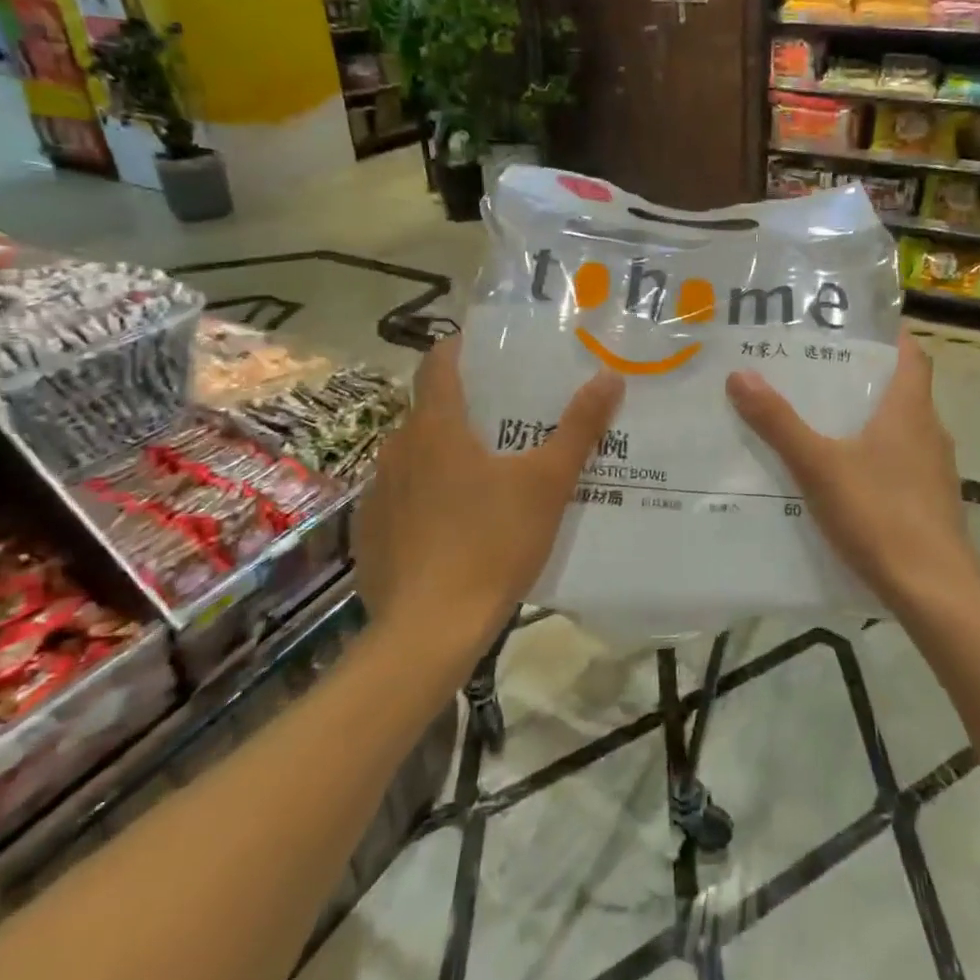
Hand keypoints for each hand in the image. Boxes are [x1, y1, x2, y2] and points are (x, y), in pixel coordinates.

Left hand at [351, 336, 621, 645]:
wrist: (428, 631)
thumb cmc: (491, 542)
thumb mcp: (548, 483)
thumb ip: (579, 428)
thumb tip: (609, 376)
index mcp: (435, 428)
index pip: (438, 363)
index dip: (461, 348)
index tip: (490, 350)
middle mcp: (397, 450)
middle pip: (429, 410)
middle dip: (466, 407)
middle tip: (509, 417)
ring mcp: (378, 494)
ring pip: (414, 456)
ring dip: (444, 453)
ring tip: (487, 471)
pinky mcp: (370, 534)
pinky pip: (401, 497)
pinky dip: (426, 495)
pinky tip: (455, 524)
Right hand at [726, 329, 979, 614]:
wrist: (934, 590)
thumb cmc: (880, 514)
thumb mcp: (819, 466)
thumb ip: (780, 424)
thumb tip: (740, 375)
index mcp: (910, 410)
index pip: (911, 354)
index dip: (888, 336)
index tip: (853, 328)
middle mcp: (930, 432)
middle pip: (902, 391)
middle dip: (863, 380)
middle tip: (816, 373)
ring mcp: (935, 471)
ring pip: (901, 431)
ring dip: (868, 422)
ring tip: (821, 423)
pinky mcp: (932, 504)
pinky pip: (902, 466)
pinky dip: (876, 461)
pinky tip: (843, 480)